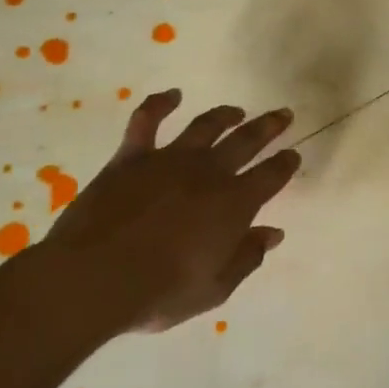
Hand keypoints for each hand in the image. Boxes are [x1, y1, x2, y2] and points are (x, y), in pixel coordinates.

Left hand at [38, 90, 299, 333]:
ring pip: (205, 127)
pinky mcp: (131, 157)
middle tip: (282, 115)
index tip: (293, 155)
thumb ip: (247, 257)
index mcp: (234, 204)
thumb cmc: (161, 292)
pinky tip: (172, 95)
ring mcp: (169, 160)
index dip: (285, 164)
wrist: (96, 278)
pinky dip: (160, 103)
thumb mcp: (215, 288)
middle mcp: (208, 173)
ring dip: (224, 115)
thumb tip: (273, 233)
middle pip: (246, 141)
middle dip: (268, 127)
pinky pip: (147, 120)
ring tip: (236, 111)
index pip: (270, 176)